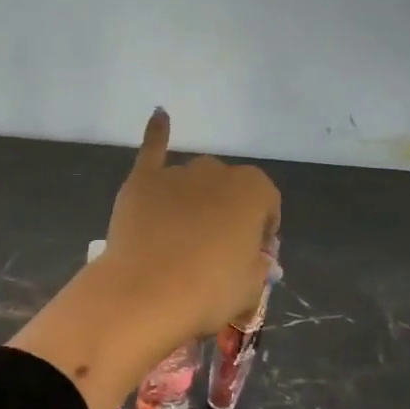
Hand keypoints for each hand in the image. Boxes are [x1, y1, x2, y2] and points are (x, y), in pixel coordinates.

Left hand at [99, 108, 280, 341]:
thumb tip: (252, 257)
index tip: (252, 255)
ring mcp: (177, 174)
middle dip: (227, 212)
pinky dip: (157, 133)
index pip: (267, 205)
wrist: (146, 292)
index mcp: (254, 190)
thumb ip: (257, 264)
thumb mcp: (252, 286)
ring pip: (193, 181)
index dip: (262, 231)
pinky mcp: (142, 181)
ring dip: (195, 199)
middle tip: (216, 250)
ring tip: (182, 235)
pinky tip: (160, 116)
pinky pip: (152, 150)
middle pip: (228, 190)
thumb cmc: (209, 291)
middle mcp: (217, 172)